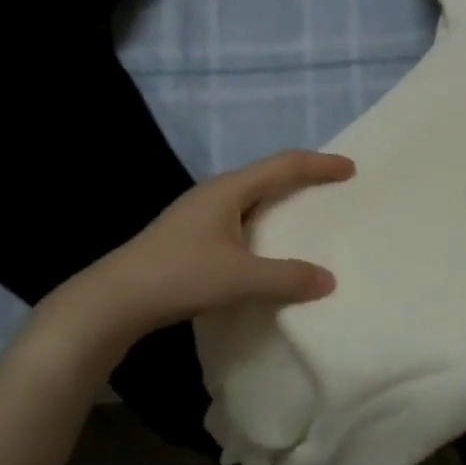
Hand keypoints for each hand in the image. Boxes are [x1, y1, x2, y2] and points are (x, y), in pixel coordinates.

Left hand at [23, 150, 353, 369]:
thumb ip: (287, 278)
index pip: (284, 166)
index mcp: (228, 190)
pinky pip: (240, 220)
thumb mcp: (240, 278)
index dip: (320, 165)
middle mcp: (214, 194)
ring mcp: (199, 215)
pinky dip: (264, 225)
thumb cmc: (180, 276)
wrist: (114, 299)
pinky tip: (268, 248)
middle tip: (333, 188)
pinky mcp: (190, 237)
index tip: (350, 168)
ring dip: (281, 202)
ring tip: (306, 215)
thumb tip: (328, 280)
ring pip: (251, 198)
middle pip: (268, 176)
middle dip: (303, 178)